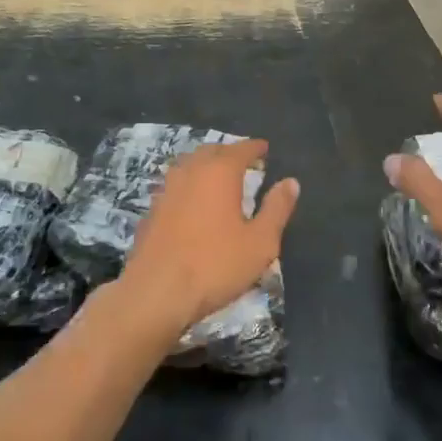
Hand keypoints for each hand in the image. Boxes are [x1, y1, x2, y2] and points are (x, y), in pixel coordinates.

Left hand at [116, 139, 299, 340]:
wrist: (156, 293)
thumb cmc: (215, 265)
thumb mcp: (260, 242)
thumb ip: (276, 209)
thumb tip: (291, 182)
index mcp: (219, 173)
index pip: (240, 150)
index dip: (255, 148)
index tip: (264, 148)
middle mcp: (190, 173)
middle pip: (210, 152)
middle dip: (228, 153)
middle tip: (243, 161)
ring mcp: (165, 191)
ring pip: (187, 167)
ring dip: (204, 166)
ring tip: (217, 178)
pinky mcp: (150, 212)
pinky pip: (174, 188)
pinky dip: (188, 187)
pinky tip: (191, 204)